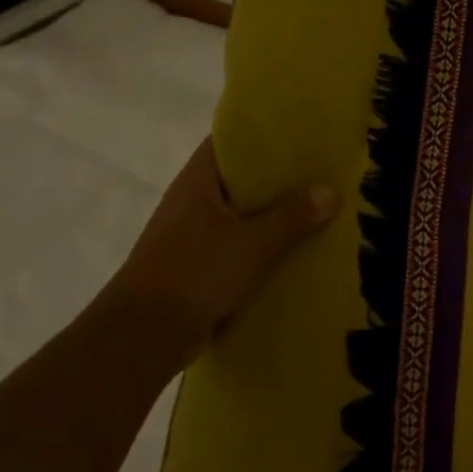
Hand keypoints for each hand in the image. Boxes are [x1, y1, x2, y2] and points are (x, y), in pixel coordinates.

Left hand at [99, 139, 338, 357]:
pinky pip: (243, 245)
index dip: (265, 133)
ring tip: (323, 208)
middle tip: (326, 170)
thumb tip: (331, 191)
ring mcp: (195, 235)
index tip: (303, 132)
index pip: (231, 142)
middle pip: (243, 178)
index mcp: (198, 182)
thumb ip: (293, 216)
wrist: (141, 339)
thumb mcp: (253, 243)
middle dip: (281, 176)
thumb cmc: (193, 275)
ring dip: (278, 213)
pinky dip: (268, 245)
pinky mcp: (201, 266)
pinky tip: (300, 250)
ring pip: (245, 214)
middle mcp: (194, 202)